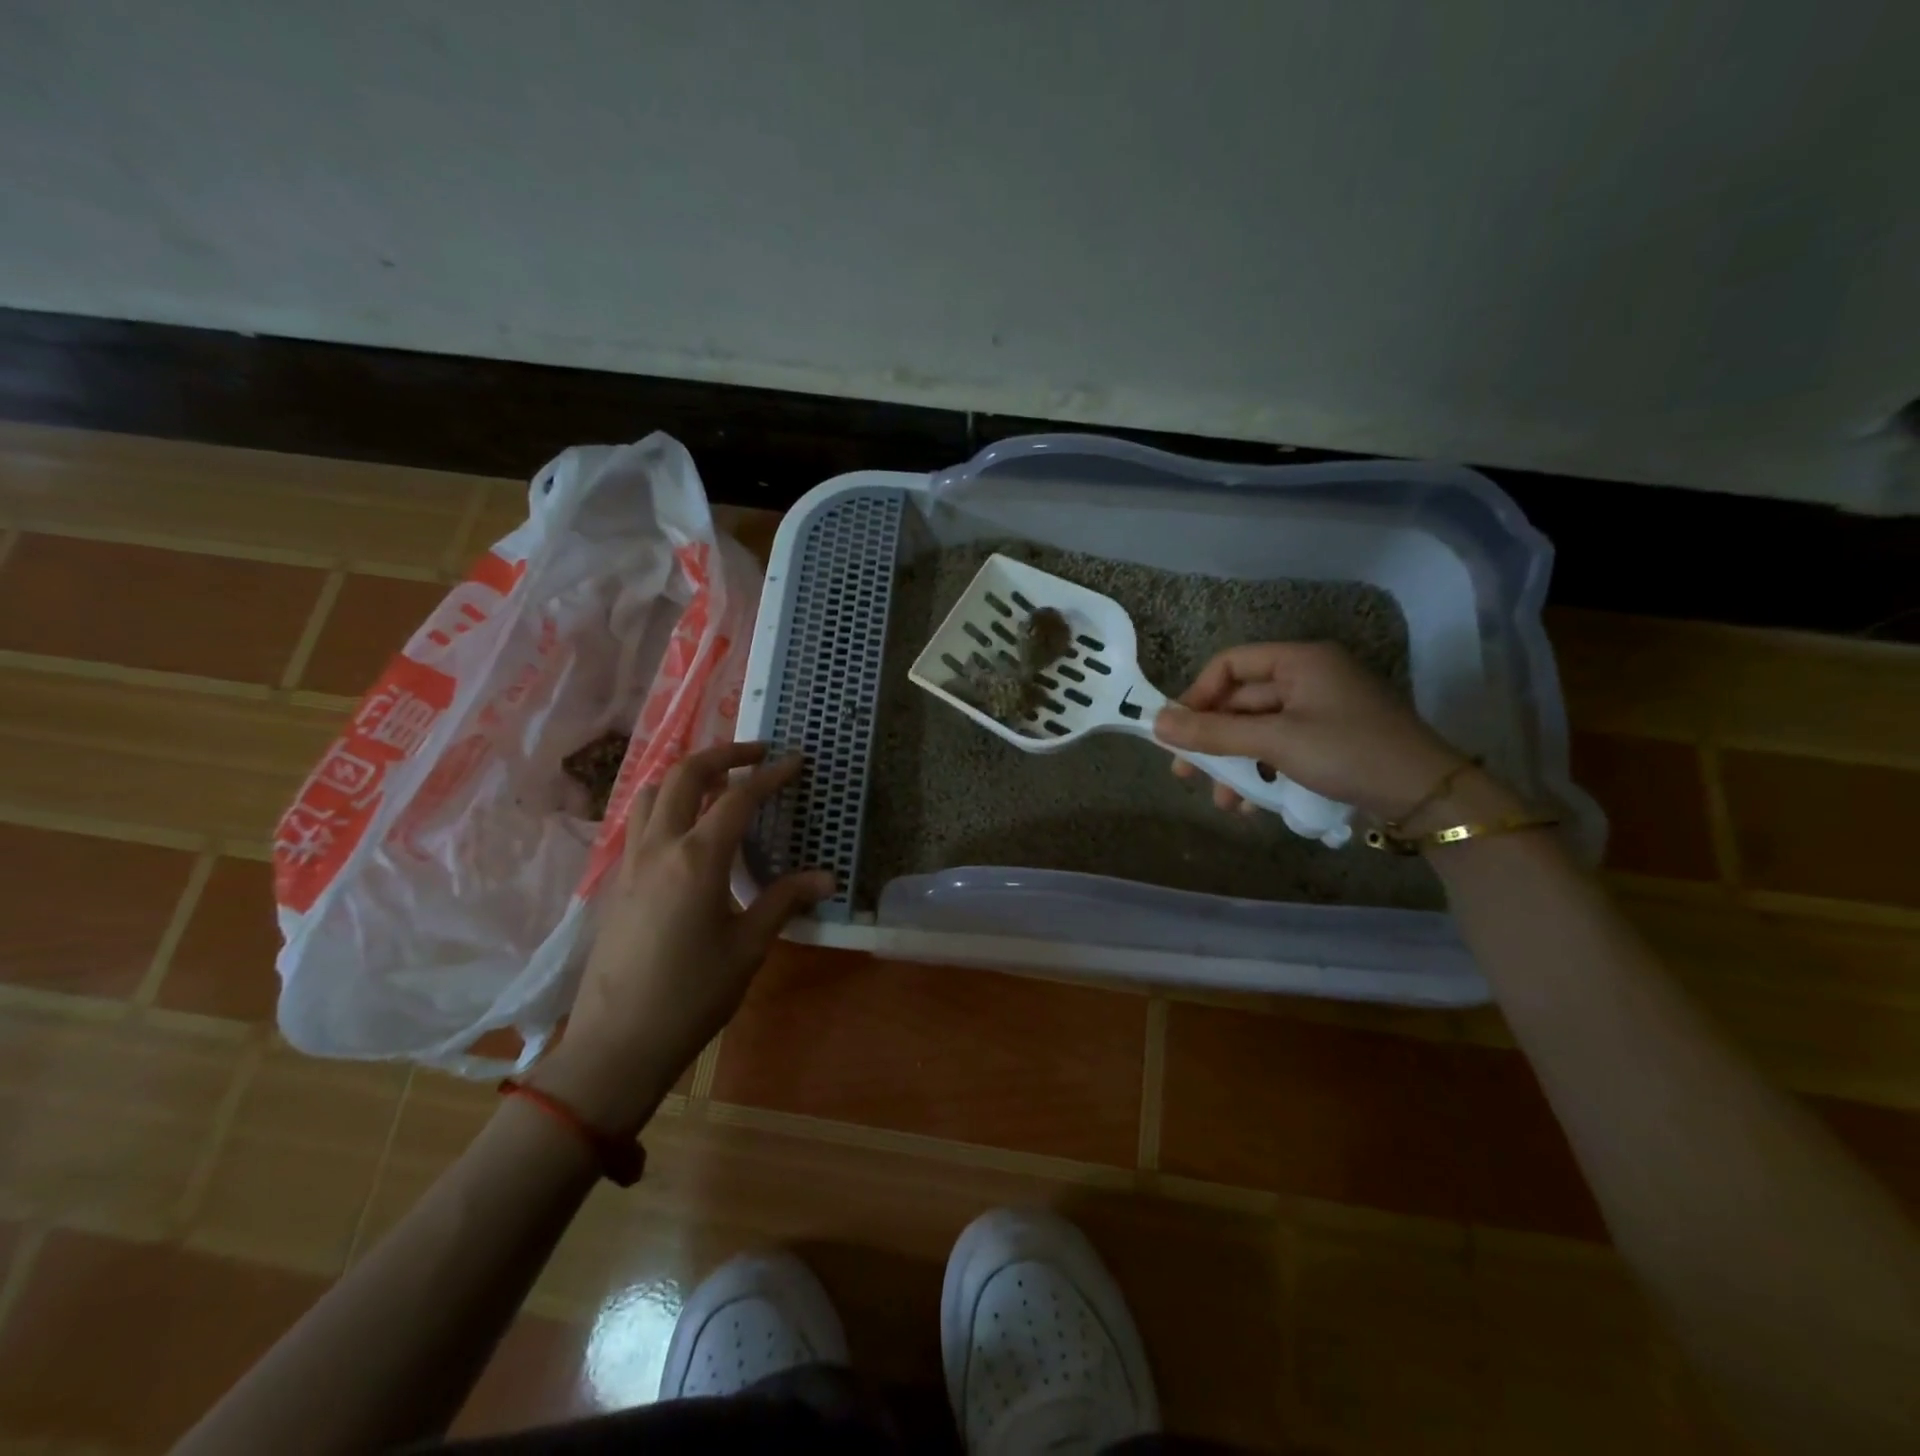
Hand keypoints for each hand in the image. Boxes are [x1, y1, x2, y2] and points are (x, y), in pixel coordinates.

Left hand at [532, 741, 833, 1129]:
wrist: (617, 1043)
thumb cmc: (692, 995)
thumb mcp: (748, 947)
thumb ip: (784, 901)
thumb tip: (826, 878)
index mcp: (698, 859)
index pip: (738, 797)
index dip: (770, 775)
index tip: (795, 761)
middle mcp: (660, 846)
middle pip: (685, 774)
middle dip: (723, 753)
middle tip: (756, 754)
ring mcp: (631, 861)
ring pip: (651, 792)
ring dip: (685, 775)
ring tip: (716, 783)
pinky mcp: (618, 881)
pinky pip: (639, 822)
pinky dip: (665, 804)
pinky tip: (686, 831)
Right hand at [1155, 642, 1464, 819]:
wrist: (1427, 797)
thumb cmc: (1348, 753)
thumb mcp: (1275, 742)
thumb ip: (1214, 733)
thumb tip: (1156, 724)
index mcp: (1300, 661)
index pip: (1231, 664)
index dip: (1198, 695)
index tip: (1177, 730)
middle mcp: (1309, 678)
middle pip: (1242, 702)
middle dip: (1213, 741)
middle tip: (1186, 773)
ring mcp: (1322, 711)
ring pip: (1259, 731)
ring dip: (1235, 764)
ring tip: (1222, 801)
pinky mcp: (1331, 741)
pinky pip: (1282, 748)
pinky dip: (1262, 772)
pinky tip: (1252, 804)